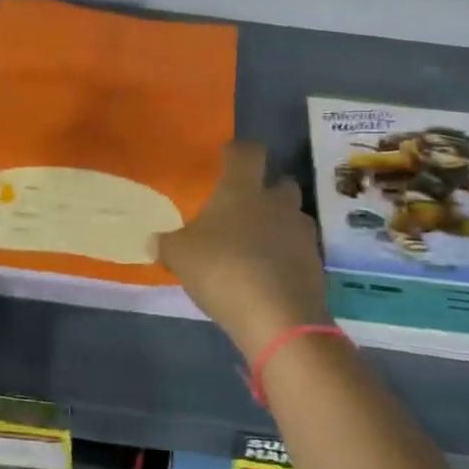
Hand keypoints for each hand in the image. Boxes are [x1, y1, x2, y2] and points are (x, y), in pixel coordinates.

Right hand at [157, 140, 332, 359]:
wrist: (279, 317)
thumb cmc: (222, 269)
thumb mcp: (179, 256)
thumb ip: (166, 245)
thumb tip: (153, 241)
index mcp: (243, 189)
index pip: (247, 152)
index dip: (238, 152)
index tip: (227, 157)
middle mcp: (277, 203)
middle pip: (281, 183)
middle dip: (267, 191)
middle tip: (245, 208)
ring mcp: (301, 234)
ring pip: (293, 218)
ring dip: (279, 226)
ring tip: (256, 248)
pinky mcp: (316, 265)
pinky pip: (299, 252)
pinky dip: (287, 259)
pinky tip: (269, 277)